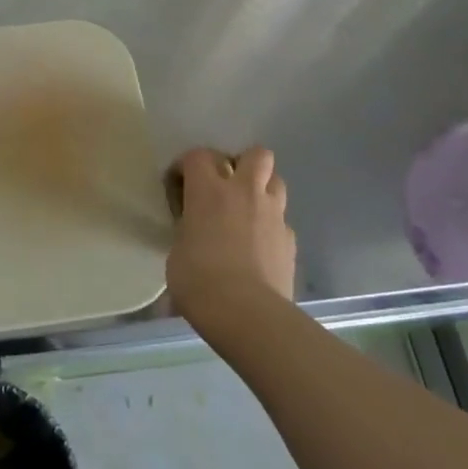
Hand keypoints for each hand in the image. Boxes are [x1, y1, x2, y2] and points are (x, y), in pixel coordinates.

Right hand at [167, 146, 296, 325]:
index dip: (186, 165)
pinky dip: (271, 226)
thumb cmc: (199, 281)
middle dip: (242, 163)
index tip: (178, 184)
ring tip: (247, 210)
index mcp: (209, 191)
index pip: (198, 155)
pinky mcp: (290, 240)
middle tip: (227, 185)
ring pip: (276, 181)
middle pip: (255, 154)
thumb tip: (193, 234)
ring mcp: (273, 214)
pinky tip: (260, 246)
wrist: (248, 313)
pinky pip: (282, 220)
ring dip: (262, 189)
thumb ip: (187, 231)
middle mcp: (245, 192)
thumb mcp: (177, 251)